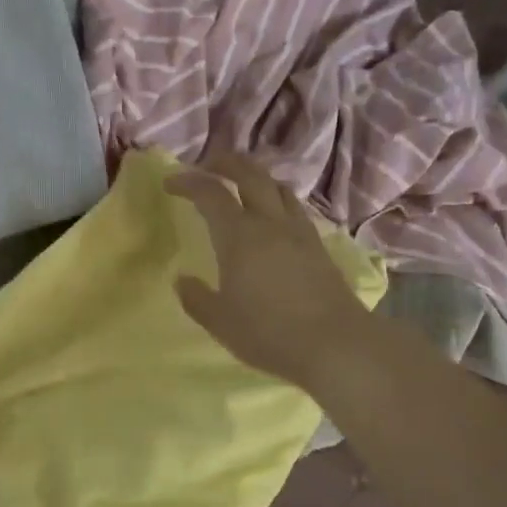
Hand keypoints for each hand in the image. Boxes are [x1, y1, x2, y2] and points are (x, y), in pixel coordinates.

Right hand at [166, 152, 372, 393]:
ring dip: (256, 177)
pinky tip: (274, 218)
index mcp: (239, 236)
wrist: (336, 344)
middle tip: (208, 166)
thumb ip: (197, 299)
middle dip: (226, 163)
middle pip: (250, 174)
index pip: (211, 193)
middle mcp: (270, 223)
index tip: (170, 182)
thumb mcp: (221, 322)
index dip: (188, 182)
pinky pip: (295, 208)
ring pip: (278, 187)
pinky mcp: (319, 246)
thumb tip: (182, 281)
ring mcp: (299, 232)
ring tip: (243, 187)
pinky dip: (277, 200)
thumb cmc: (269, 333)